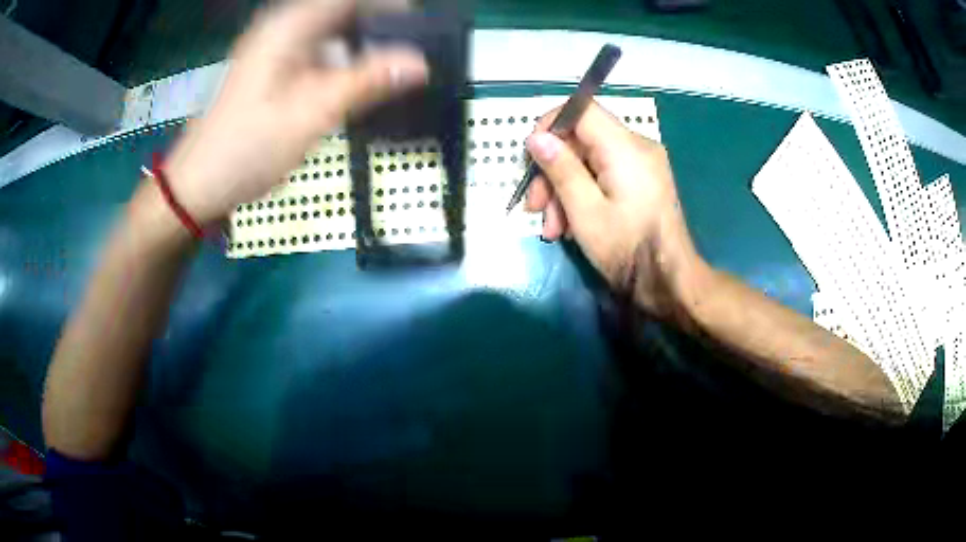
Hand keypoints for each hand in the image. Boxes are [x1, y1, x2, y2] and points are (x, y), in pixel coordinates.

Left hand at [163, 0, 427, 224]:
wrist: (197, 184)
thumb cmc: (247, 148)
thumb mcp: (310, 114)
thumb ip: (366, 82)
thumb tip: (421, 63)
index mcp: (289, 26)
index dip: (389, 7)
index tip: (420, 30)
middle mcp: (282, 28)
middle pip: (342, 12)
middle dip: (380, 29)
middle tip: (410, 58)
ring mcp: (274, 48)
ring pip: (331, 32)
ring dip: (361, 47)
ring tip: (390, 74)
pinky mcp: (271, 68)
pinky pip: (316, 52)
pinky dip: (341, 63)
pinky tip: (354, 86)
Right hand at [524, 102, 704, 314]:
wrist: (668, 281)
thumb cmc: (627, 248)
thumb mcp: (585, 211)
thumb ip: (561, 169)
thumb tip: (536, 137)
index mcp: (625, 147)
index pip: (582, 110)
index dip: (551, 126)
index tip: (532, 157)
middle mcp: (637, 146)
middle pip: (582, 140)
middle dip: (553, 171)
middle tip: (534, 208)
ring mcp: (642, 164)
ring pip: (589, 160)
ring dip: (564, 189)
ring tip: (552, 228)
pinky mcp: (642, 180)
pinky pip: (604, 173)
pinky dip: (583, 193)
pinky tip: (570, 225)